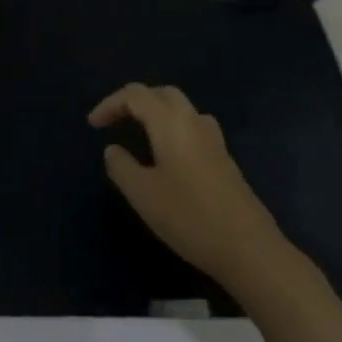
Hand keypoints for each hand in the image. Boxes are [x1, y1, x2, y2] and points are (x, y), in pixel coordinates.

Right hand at [90, 83, 289, 291]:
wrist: (248, 247)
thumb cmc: (189, 216)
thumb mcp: (143, 194)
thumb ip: (122, 167)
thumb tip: (113, 149)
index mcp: (170, 122)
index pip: (136, 95)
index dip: (110, 104)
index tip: (93, 125)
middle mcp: (193, 121)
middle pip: (162, 94)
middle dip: (136, 101)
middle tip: (116, 121)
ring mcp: (214, 140)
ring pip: (182, 109)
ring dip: (157, 112)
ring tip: (141, 134)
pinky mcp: (224, 159)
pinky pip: (193, 128)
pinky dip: (174, 129)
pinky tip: (169, 156)